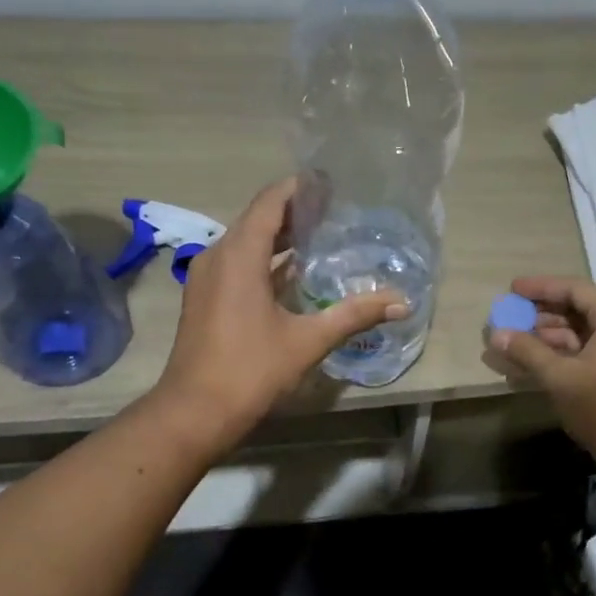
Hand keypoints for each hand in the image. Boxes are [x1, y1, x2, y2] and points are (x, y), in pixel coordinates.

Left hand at [154, 178, 406, 448]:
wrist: (194, 412)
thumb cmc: (250, 370)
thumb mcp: (308, 341)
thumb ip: (354, 315)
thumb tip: (401, 303)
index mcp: (239, 255)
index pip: (270, 202)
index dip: (299, 188)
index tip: (331, 184)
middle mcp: (218, 256)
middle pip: (258, 219)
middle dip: (295, 212)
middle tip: (336, 211)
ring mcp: (207, 278)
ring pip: (246, 243)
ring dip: (280, 238)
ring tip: (322, 237)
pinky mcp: (205, 299)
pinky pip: (238, 265)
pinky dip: (265, 261)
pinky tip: (295, 275)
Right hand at [484, 276, 595, 470]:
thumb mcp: (559, 376)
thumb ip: (527, 350)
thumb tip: (496, 333)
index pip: (575, 289)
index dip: (541, 287)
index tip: (512, 290)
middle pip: (580, 309)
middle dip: (543, 313)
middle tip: (513, 317)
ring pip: (584, 332)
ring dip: (551, 335)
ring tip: (519, 342)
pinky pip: (591, 350)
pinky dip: (565, 352)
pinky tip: (538, 363)